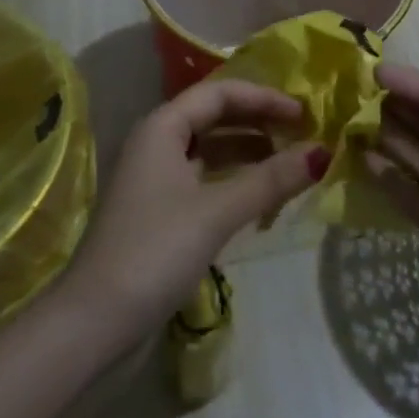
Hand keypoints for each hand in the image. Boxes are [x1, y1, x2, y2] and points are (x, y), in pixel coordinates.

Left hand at [60, 79, 324, 351]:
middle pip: (214, 117)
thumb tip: (323, 152)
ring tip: (290, 164)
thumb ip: (270, 179)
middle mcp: (156, 143)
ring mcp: (155, 179)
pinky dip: (234, 181)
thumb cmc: (155, 251)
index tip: (304, 113)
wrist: (95, 323)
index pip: (220, 93)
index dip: (264, 98)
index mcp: (162, 127)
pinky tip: (261, 196)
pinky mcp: (159, 212)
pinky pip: (204, 179)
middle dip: (258, 122)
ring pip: (210, 150)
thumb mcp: (218, 211)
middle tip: (302, 135)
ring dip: (248, 152)